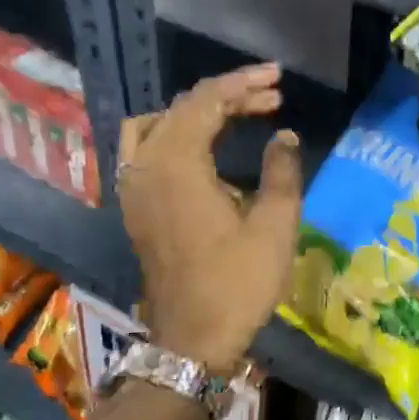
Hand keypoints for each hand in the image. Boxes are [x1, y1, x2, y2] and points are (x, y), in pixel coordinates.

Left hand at [117, 64, 303, 371]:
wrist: (192, 340)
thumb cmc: (237, 283)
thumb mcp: (275, 226)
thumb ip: (282, 171)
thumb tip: (284, 136)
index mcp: (176, 164)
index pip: (206, 101)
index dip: (244, 84)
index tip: (278, 79)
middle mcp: (145, 166)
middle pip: (182, 108)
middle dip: (229, 96)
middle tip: (272, 97)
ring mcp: (133, 186)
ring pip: (159, 124)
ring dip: (199, 113)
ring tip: (239, 114)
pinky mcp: (134, 205)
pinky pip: (148, 148)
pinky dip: (177, 133)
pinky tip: (206, 145)